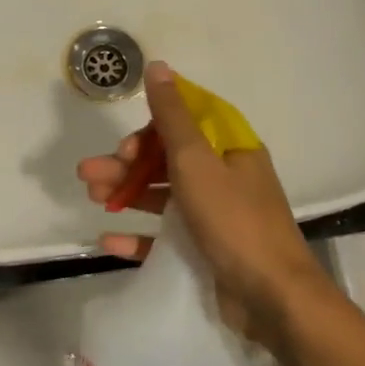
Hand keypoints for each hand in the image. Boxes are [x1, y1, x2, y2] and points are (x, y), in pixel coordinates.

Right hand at [76, 62, 334, 343]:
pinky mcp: (207, 251)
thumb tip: (159, 66)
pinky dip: (139, 235)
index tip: (126, 142)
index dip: (151, 126)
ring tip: (91, 196)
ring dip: (126, 192)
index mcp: (230, 149)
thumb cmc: (233, 220)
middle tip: (90, 172)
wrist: (273, 299)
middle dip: (127, 162)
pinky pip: (166, 236)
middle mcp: (225, 176)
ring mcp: (217, 215)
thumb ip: (172, 116)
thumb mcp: (196, 161)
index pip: (187, 121)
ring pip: (163, 195)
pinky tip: (108, 238)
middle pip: (168, 158)